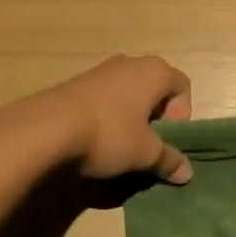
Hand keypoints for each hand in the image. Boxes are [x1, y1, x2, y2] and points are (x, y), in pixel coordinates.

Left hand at [42, 55, 193, 184]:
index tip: (167, 138)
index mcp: (155, 71)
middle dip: (156, 116)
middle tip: (147, 143)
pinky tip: (97, 138)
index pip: (182, 86)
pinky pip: (106, 96)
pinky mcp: (78, 82)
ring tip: (121, 143)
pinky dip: (109, 114)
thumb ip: (168, 160)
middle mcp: (131, 62)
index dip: (181, 115)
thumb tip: (187, 173)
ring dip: (131, 115)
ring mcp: (102, 69)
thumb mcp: (144, 153)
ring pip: (129, 91)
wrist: (48, 127)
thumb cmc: (109, 134)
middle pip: (156, 87)